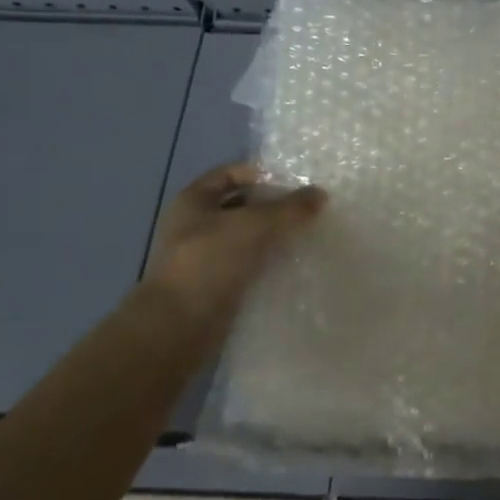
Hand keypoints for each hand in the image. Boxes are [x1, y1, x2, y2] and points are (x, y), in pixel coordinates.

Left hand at [142, 163, 325, 326]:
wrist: (178, 326)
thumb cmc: (210, 261)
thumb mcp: (255, 225)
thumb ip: (290, 208)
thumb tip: (321, 194)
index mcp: (194, 200)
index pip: (230, 173)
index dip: (261, 173)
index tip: (294, 181)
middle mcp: (194, 225)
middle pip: (240, 205)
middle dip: (272, 206)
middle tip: (306, 208)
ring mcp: (203, 257)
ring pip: (245, 237)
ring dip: (272, 235)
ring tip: (306, 234)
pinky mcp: (214, 285)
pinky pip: (246, 264)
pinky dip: (267, 262)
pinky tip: (292, 263)